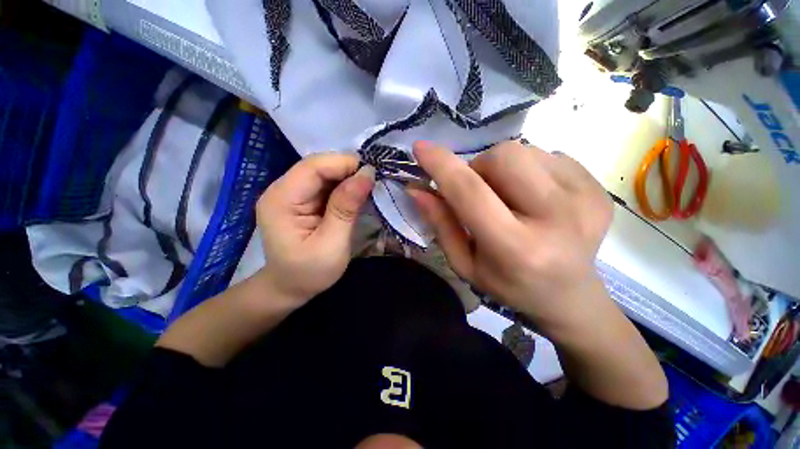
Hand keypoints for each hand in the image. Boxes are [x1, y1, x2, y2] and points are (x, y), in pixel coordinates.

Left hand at [257, 153, 374, 303]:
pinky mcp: (303, 200)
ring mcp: (292, 193)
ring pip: (324, 173)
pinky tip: (357, 194)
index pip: (313, 167)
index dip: (344, 164)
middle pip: (318, 166)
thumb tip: (366, 174)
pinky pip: (326, 184)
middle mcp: (282, 190)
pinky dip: (344, 186)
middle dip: (348, 170)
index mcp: (281, 200)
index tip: (372, 174)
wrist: (290, 287)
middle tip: (373, 181)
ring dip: (348, 177)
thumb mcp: (332, 244)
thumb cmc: (309, 272)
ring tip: (368, 187)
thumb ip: (346, 208)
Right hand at [408, 141, 612, 330]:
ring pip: (525, 151)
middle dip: (480, 168)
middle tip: (481, 193)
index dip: (442, 166)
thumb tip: (417, 189)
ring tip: (510, 199)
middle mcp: (557, 219)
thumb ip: (441, 224)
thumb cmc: (509, 286)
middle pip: (504, 157)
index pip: (470, 192)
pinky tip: (535, 199)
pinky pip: (549, 155)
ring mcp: (586, 199)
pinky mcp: (599, 188)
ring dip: (503, 170)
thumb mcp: (465, 263)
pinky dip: (530, 171)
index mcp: (515, 248)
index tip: (421, 148)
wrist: (571, 297)